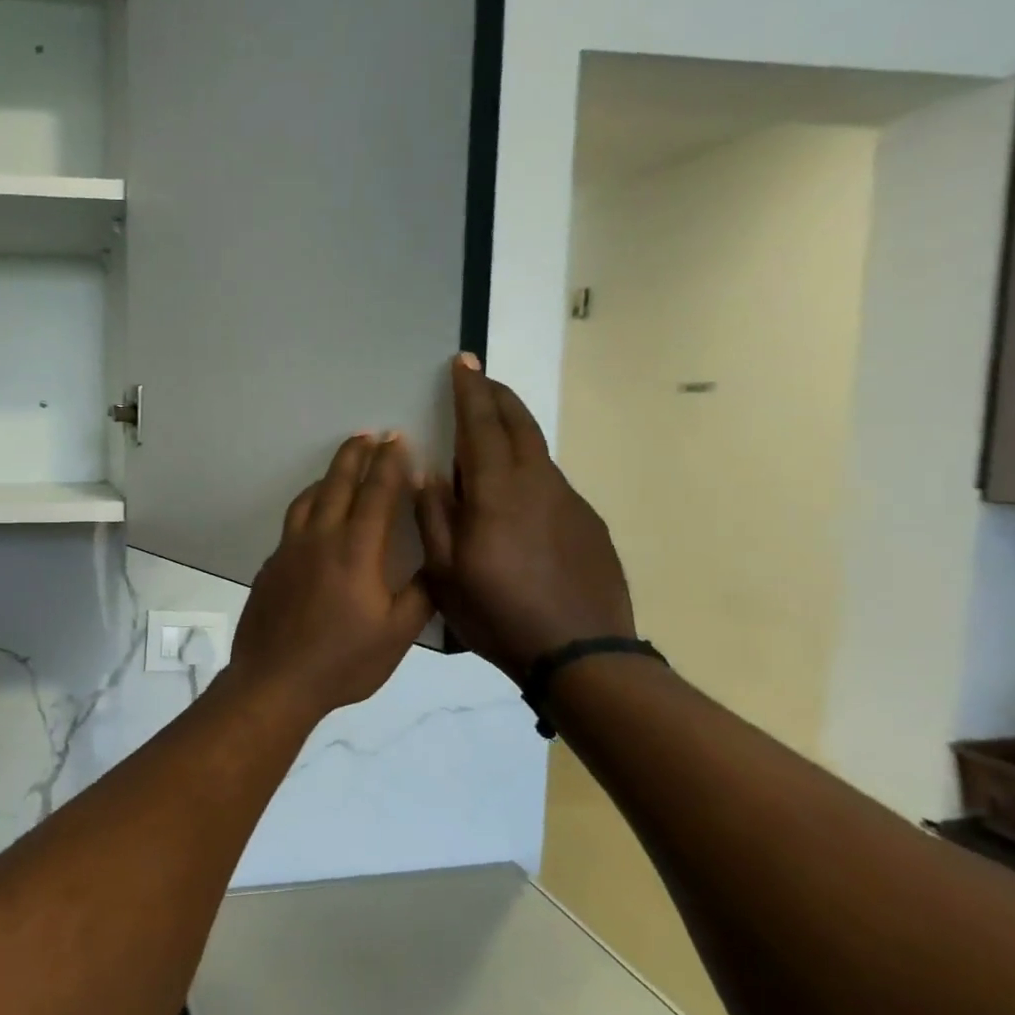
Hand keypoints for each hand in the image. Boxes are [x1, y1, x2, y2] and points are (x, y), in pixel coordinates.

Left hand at [227, 433, 433, 722]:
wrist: (275, 680)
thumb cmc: (343, 661)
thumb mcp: (396, 635)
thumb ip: (419, 594)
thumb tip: (436, 563)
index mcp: (356, 551)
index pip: (377, 494)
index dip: (389, 464)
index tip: (397, 439)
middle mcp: (320, 539)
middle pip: (338, 484)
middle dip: (355, 455)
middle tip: (368, 434)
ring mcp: (289, 550)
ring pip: (309, 499)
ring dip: (328, 476)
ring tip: (340, 467)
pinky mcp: (271, 565)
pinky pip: (292, 522)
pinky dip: (308, 505)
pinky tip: (314, 516)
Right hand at [416, 355, 634, 684]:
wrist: (581, 653)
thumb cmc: (498, 612)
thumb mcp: (445, 571)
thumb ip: (433, 516)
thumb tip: (427, 471)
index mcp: (497, 491)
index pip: (482, 424)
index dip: (470, 391)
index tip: (462, 362)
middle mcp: (538, 483)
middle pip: (519, 424)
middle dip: (497, 396)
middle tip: (479, 379)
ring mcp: (569, 502)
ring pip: (536, 451)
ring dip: (513, 429)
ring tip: (491, 430)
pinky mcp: (587, 524)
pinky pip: (550, 481)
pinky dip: (528, 468)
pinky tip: (516, 494)